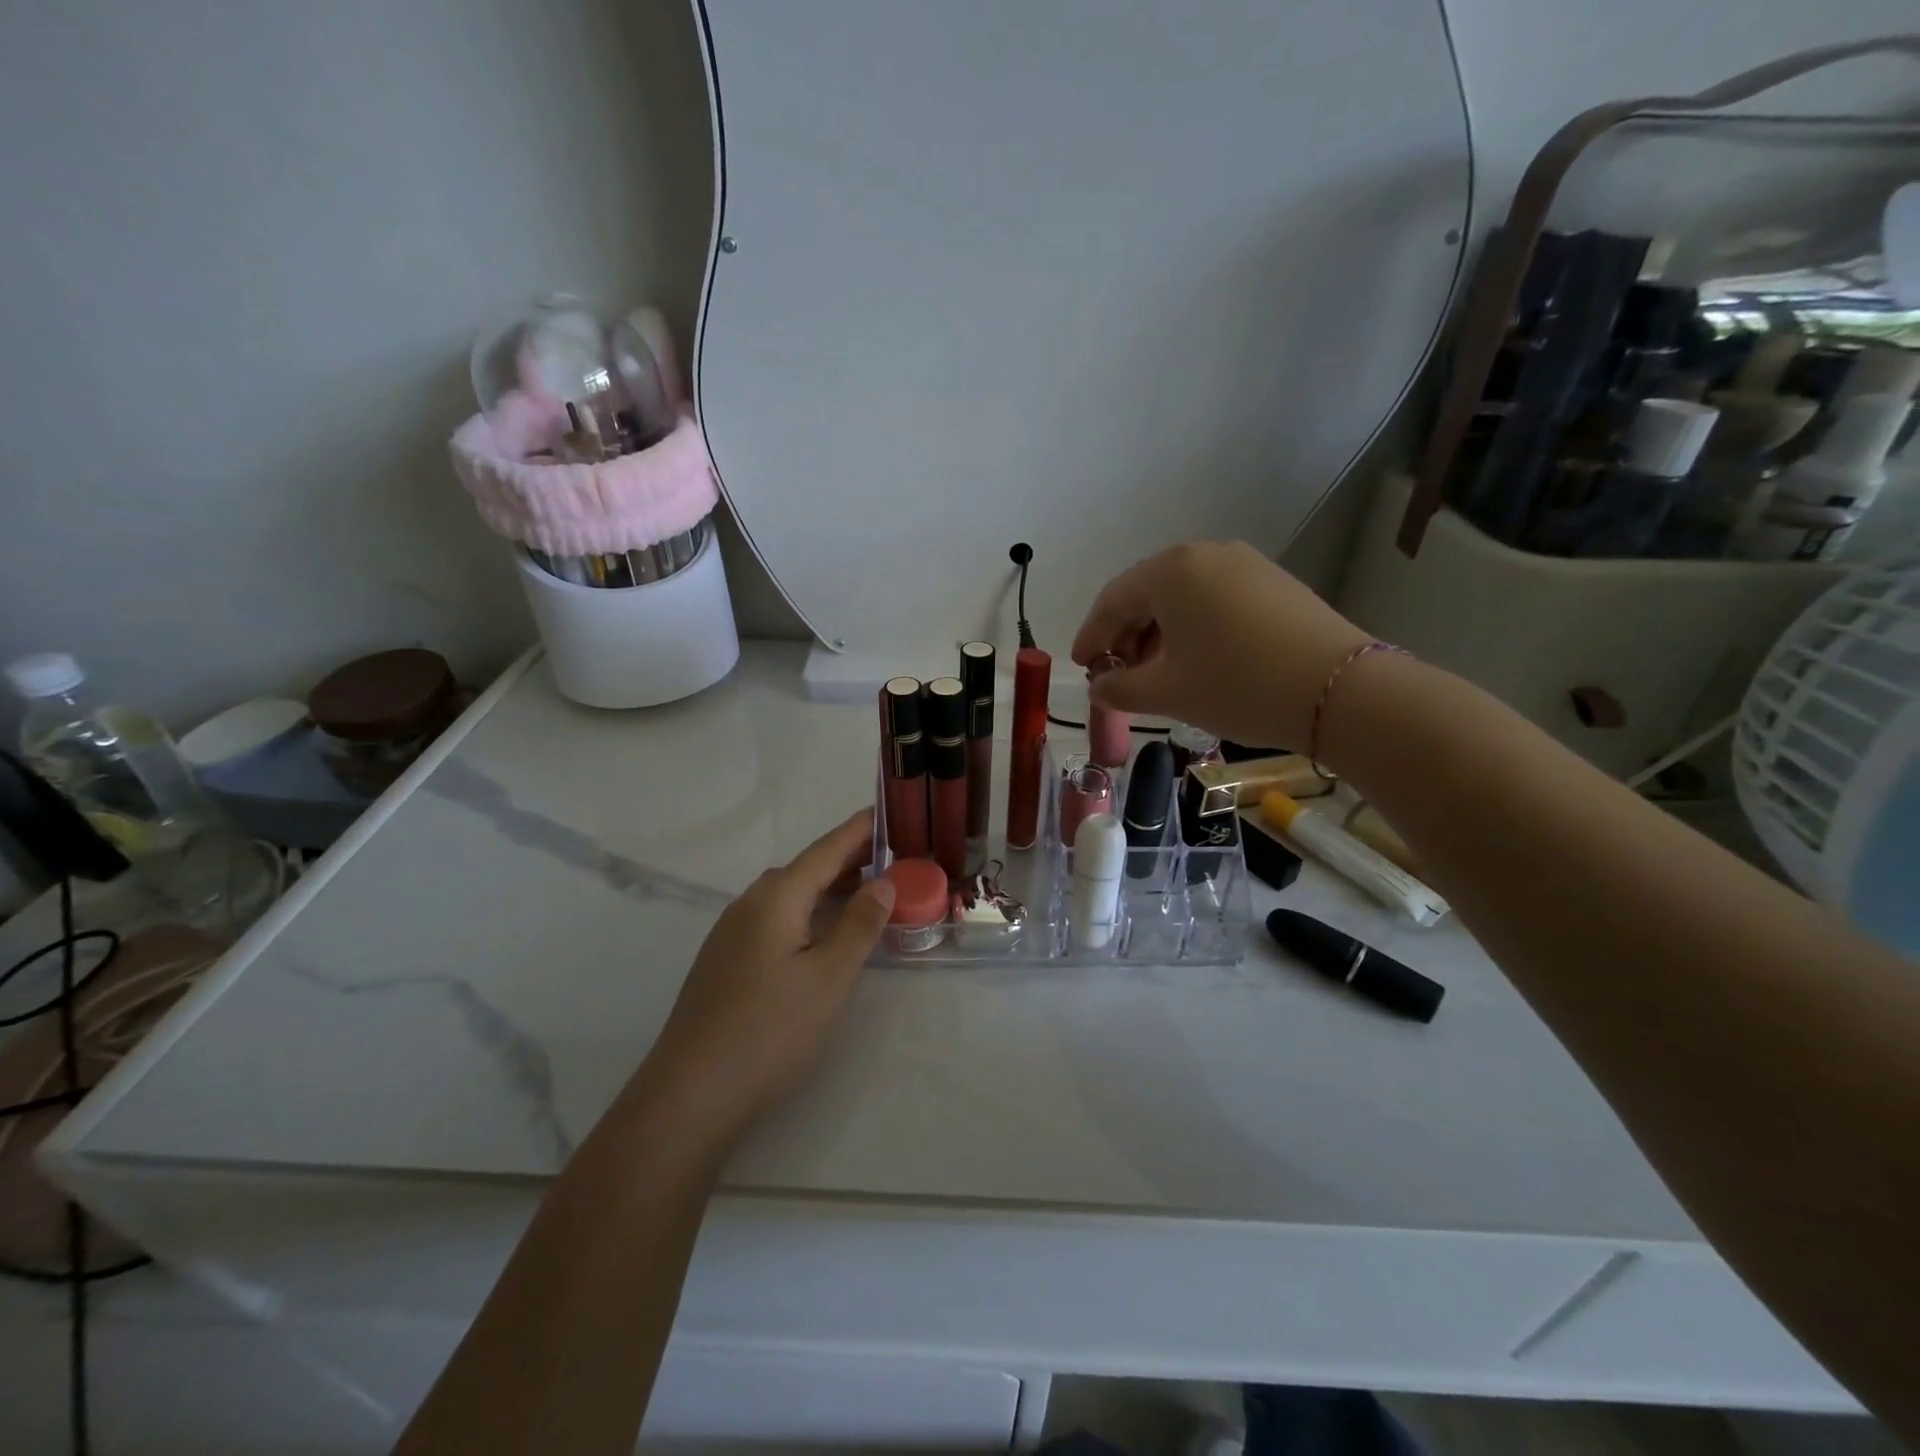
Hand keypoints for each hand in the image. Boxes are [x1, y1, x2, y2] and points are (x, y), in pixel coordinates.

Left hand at [634, 810, 895, 1146]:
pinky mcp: (726, 960)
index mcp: (776, 897)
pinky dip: (808, 912)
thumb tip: (883, 882)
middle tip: (893, 858)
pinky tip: (822, 934)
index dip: (860, 830)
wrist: (688, 1095)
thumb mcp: (829, 979)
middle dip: (850, 859)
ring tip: (867, 893)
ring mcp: (732, 933)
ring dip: (829, 888)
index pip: (827, 849)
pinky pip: (776, 918)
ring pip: (790, 895)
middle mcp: (750, 903)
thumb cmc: (769, 1032)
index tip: (889, 811)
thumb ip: (859, 925)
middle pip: (807, 868)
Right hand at [1072, 541, 1371, 749]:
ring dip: (1159, 632)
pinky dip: (1193, 626)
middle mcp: (1205, 554)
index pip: (1113, 600)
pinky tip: (1197, 658)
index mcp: (1170, 571)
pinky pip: (1215, 598)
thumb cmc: (1236, 685)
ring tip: (1156, 672)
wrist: (1338, 690)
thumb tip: (1098, 687)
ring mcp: (1244, 563)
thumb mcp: (1168, 692)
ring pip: (1183, 596)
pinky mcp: (1273, 581)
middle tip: (1118, 674)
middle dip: (1126, 635)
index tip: (1081, 666)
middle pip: (1147, 593)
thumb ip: (1120, 689)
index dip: (1091, 636)